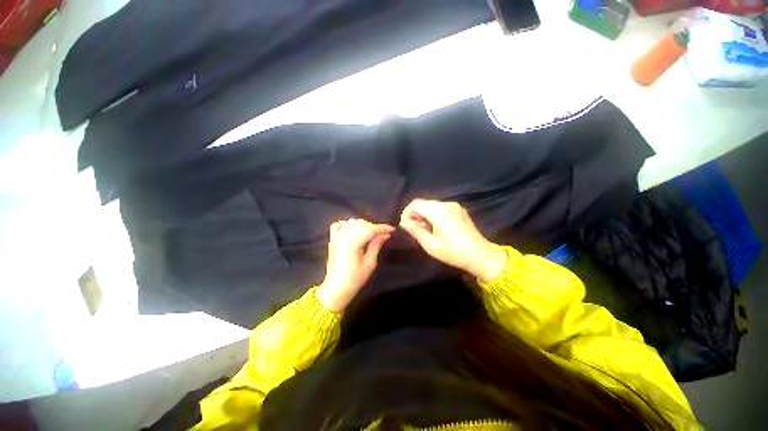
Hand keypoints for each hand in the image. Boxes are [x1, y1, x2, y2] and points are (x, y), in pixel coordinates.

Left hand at [316, 218, 393, 311]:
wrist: (336, 288)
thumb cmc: (354, 279)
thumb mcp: (370, 263)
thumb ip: (376, 245)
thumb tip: (385, 235)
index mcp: (353, 243)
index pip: (370, 229)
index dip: (382, 228)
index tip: (392, 229)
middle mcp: (343, 236)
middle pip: (362, 224)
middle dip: (374, 227)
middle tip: (383, 234)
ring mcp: (336, 236)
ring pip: (352, 222)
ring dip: (363, 225)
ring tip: (370, 233)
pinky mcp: (332, 239)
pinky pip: (338, 224)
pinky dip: (347, 224)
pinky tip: (353, 229)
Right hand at [399, 199, 506, 282]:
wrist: (481, 255)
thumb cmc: (454, 252)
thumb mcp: (430, 245)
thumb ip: (415, 230)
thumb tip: (403, 222)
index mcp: (440, 211)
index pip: (416, 203)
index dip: (407, 213)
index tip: (405, 226)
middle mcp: (447, 204)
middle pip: (423, 203)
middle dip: (415, 215)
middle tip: (415, 230)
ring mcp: (454, 206)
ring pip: (431, 206)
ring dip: (424, 216)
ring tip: (425, 231)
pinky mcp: (458, 210)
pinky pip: (440, 208)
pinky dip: (433, 215)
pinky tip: (435, 228)